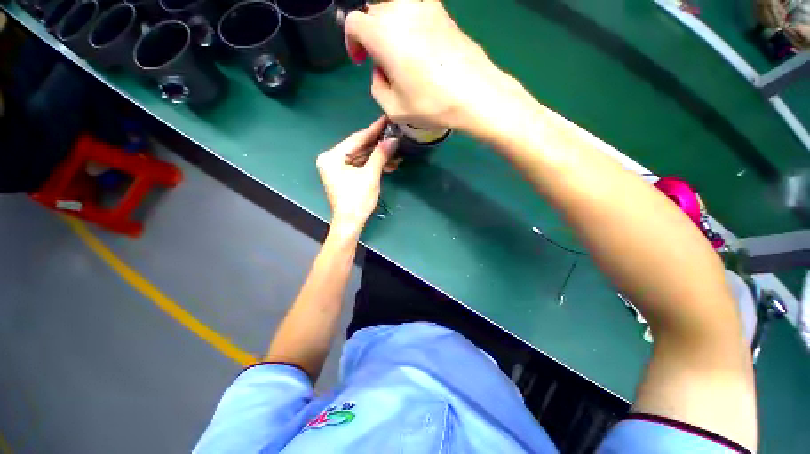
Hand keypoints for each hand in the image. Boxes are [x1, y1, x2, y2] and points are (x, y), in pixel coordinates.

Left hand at [316, 117, 397, 235]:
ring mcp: (337, 168)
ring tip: (396, 151)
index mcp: (332, 157)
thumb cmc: (357, 200)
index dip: (374, 130)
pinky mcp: (344, 176)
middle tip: (394, 134)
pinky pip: (360, 166)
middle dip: (378, 144)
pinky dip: (373, 165)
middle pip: (358, 147)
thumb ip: (380, 155)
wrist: (350, 223)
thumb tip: (393, 139)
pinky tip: (388, 164)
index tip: (386, 119)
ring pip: (361, 157)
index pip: (356, 139)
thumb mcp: (370, 176)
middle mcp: (332, 159)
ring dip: (378, 156)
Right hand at [344, 0, 525, 133]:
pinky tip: (421, 51)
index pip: (354, 23)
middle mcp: (401, 11)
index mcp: (383, 34)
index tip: (361, 60)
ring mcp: (425, 7)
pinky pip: (417, 13)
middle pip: (375, 13)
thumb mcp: (394, 109)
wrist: (475, 93)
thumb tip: (380, 72)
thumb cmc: (431, 104)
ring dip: (391, 30)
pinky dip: (410, 27)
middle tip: (384, 64)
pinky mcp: (443, 13)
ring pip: (396, 10)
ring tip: (403, 58)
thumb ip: (377, 87)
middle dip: (372, 36)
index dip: (352, 42)